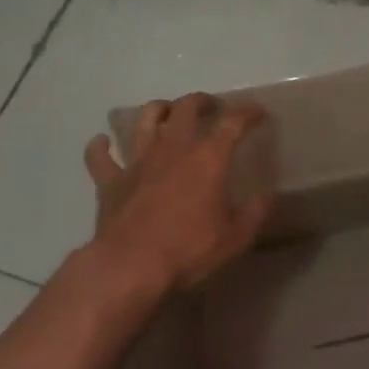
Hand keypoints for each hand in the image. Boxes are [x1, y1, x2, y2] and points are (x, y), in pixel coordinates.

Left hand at [83, 92, 273, 299]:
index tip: (257, 112)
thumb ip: (256, 212)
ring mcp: (138, 161)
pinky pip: (99, 157)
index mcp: (208, 157)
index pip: (232, 122)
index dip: (247, 113)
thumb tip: (268, 196)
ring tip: (166, 112)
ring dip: (158, 110)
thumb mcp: (237, 236)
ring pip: (145, 119)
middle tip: (210, 106)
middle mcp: (173, 148)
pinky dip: (100, 147)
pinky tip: (102, 143)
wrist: (131, 266)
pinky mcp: (111, 181)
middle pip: (185, 108)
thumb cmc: (189, 249)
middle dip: (201, 101)